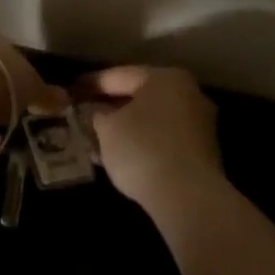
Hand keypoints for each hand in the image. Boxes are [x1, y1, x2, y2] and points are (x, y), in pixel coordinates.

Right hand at [75, 65, 223, 217]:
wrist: (189, 199)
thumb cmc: (143, 149)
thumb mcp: (107, 129)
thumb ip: (96, 114)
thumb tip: (92, 111)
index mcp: (165, 77)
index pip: (120, 75)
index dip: (92, 84)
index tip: (72, 92)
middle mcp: (188, 93)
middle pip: (139, 97)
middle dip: (110, 108)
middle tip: (84, 116)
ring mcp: (199, 124)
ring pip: (152, 120)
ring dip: (125, 129)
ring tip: (97, 141)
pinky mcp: (203, 154)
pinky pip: (164, 140)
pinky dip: (142, 145)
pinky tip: (121, 158)